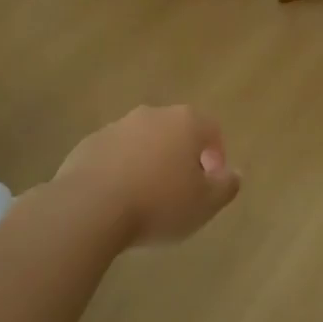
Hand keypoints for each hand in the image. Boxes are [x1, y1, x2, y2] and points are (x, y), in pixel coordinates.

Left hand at [55, 105, 240, 246]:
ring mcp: (117, 126)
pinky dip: (120, 169)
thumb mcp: (205, 204)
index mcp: (185, 122)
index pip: (211, 130)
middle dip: (181, 157)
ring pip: (143, 141)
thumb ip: (226, 186)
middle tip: (180, 191)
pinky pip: (114, 154)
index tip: (210, 184)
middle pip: (176, 132)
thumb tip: (234, 173)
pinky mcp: (89, 143)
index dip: (216, 156)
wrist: (90, 207)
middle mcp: (152, 115)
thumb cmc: (158, 203)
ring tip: (146, 198)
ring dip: (149, 162)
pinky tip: (116, 199)